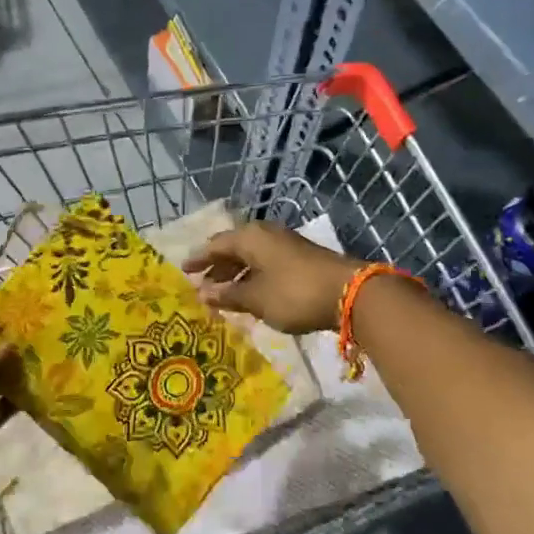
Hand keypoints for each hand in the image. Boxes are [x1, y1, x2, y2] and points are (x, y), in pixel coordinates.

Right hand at [182, 222, 364, 334]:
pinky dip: (254, 278)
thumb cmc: (294, 293)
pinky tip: (251, 296)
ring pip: (251, 258)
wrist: (350, 293)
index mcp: (250, 238)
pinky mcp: (301, 259)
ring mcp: (286, 245)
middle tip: (202, 286)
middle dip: (217, 268)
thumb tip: (203, 293)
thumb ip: (228, 295)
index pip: (215, 245)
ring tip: (223, 296)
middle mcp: (266, 235)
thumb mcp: (256, 298)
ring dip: (236, 276)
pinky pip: (267, 265)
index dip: (199, 259)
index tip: (183, 270)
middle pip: (234, 249)